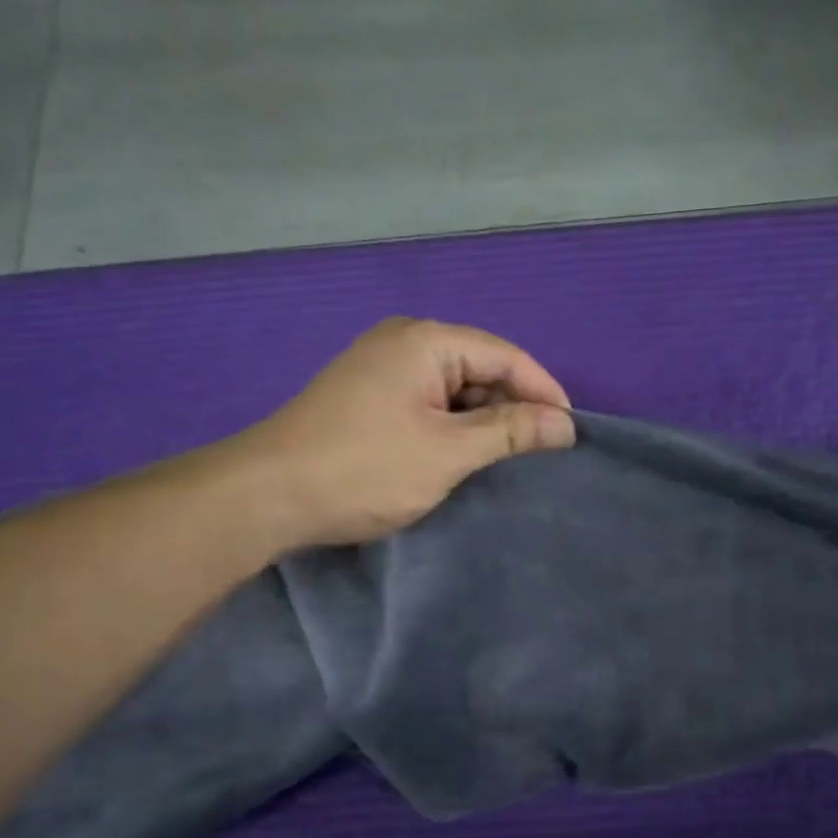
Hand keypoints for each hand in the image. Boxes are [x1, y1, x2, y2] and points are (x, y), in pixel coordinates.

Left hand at [239, 318, 575, 549]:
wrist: (266, 496)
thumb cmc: (365, 468)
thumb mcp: (448, 452)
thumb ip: (510, 432)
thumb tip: (566, 424)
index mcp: (426, 341)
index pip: (505, 355)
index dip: (543, 391)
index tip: (570, 432)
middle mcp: (404, 343)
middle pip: (479, 368)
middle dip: (512, 408)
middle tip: (540, 452)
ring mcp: (380, 370)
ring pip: (453, 390)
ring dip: (482, 423)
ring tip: (507, 460)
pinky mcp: (367, 399)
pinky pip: (427, 404)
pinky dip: (451, 429)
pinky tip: (463, 458)